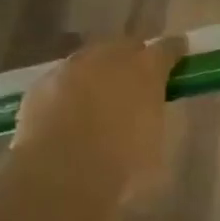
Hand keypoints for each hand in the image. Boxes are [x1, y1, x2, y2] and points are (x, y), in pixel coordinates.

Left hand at [11, 34, 184, 207]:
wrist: (60, 175)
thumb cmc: (122, 165)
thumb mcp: (155, 145)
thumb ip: (153, 117)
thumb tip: (148, 113)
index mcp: (145, 70)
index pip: (167, 48)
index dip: (174, 51)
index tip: (178, 55)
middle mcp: (109, 58)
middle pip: (125, 45)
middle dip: (132, 57)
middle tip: (135, 78)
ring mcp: (71, 68)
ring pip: (89, 59)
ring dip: (97, 72)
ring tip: (97, 95)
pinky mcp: (41, 84)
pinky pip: (61, 81)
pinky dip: (68, 91)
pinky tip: (66, 112)